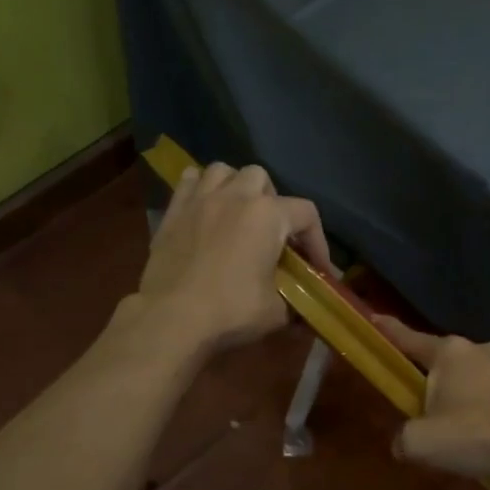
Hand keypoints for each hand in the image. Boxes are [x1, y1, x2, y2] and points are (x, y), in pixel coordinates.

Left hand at [134, 161, 330, 357]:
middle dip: (272, 201)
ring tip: (237, 213)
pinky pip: (190, 181)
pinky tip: (204, 210)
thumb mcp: (277, 312)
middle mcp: (236, 196)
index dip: (317, 240)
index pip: (306, 214)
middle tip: (271, 233)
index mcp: (268, 216)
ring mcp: (201, 199)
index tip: (316, 267)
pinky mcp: (173, 211)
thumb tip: (303, 311)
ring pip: (223, 171)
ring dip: (235, 187)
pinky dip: (201, 189)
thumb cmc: (231, 311)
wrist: (172, 318)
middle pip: (262, 178)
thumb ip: (295, 302)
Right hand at [373, 317, 489, 477]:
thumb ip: (404, 440)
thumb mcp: (425, 443)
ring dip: (465, 397)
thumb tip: (402, 442)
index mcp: (449, 353)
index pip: (410, 339)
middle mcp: (480, 349)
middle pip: (445, 362)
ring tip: (463, 430)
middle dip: (433, 381)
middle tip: (425, 410)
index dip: (390, 331)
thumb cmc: (480, 432)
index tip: (376, 317)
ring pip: (475, 378)